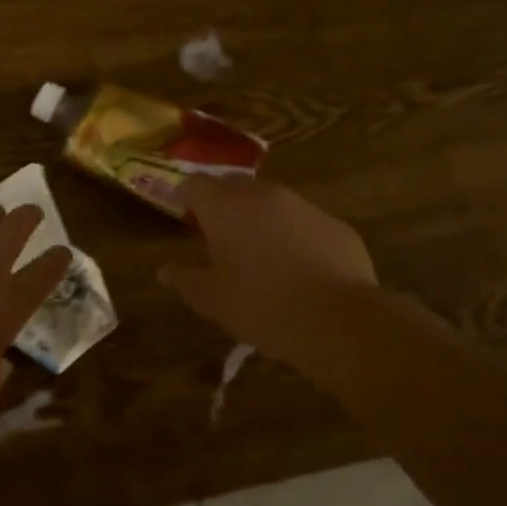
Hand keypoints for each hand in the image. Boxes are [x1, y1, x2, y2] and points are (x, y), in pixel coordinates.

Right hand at [159, 177, 379, 371]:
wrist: (341, 321)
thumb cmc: (263, 306)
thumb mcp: (212, 301)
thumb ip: (184, 280)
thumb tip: (164, 271)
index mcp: (226, 207)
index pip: (194, 184)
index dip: (184, 195)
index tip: (180, 211)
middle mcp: (264, 195)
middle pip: (233, 186)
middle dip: (221, 204)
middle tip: (215, 233)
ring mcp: (305, 207)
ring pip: (271, 202)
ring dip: (258, 218)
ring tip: (257, 253)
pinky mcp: (336, 226)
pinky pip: (304, 223)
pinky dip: (293, 236)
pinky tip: (297, 269)